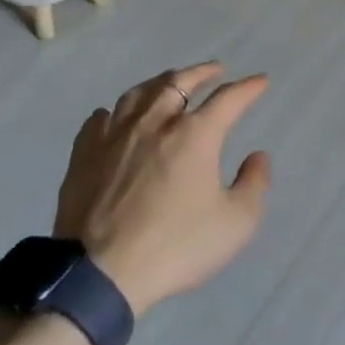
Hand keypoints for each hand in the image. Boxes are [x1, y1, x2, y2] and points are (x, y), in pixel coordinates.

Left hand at [54, 62, 270, 315]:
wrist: (99, 274)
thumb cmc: (175, 247)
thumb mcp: (235, 224)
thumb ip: (254, 184)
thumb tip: (258, 156)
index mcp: (195, 135)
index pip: (228, 98)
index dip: (248, 87)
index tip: (260, 81)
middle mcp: (155, 122)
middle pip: (179, 82)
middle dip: (202, 72)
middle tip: (215, 69)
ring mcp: (115, 135)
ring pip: (139, 93)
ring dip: (160, 82)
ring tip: (169, 82)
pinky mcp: (84, 155)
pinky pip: (100, 119)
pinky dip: (115, 112)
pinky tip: (116, 116)